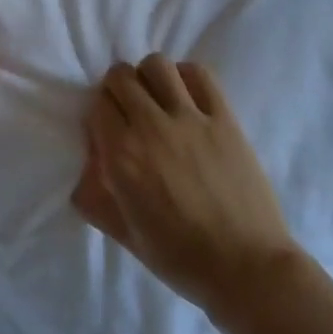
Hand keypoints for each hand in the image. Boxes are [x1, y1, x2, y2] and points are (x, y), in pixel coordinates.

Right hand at [72, 56, 298, 317]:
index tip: (108, 131)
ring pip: (156, 65)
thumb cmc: (180, 258)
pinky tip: (186, 96)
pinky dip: (186, 77)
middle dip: (118, 90)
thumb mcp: (123, 233)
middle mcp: (151, 128)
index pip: (96, 105)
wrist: (247, 268)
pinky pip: (200, 75)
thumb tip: (86, 169)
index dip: (100, 115)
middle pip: (121, 77)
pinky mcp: (225, 118)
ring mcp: (191, 119)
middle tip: (129, 112)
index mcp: (121, 157)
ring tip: (157, 99)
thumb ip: (95, 196)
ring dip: (149, 77)